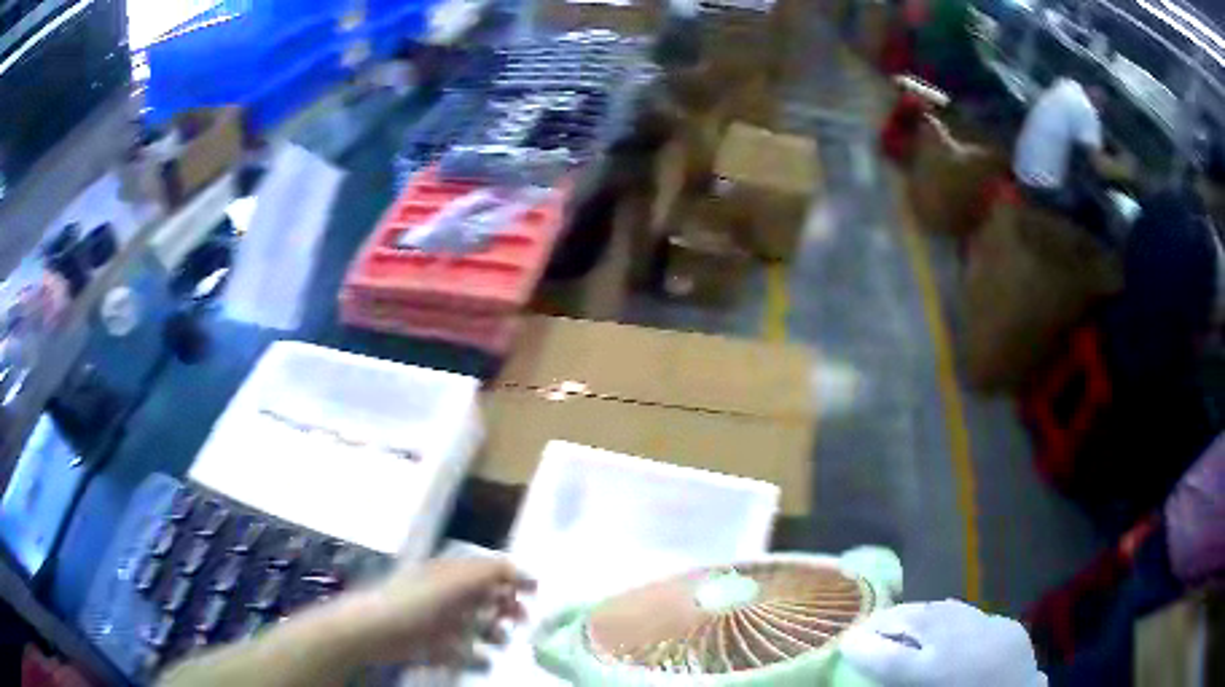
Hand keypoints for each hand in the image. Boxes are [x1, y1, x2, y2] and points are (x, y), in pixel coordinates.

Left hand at [341, 558, 535, 667]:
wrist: (373, 631)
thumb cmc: (414, 602)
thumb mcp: (452, 582)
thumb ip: (485, 573)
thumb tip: (517, 569)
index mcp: (450, 573)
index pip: (488, 569)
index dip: (513, 577)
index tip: (537, 590)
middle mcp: (447, 594)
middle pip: (485, 597)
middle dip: (507, 606)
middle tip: (523, 620)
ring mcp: (440, 620)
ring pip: (476, 624)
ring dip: (494, 631)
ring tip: (502, 641)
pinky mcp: (433, 644)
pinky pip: (462, 648)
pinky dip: (475, 653)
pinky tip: (482, 659)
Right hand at [839, 600, 1046, 686]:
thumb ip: (900, 681)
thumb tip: (873, 665)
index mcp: (940, 673)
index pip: (890, 660)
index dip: (864, 648)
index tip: (845, 642)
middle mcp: (965, 645)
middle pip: (919, 622)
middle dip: (889, 621)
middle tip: (868, 627)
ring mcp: (991, 629)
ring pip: (944, 610)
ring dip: (918, 614)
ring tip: (899, 620)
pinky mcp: (1008, 625)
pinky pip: (969, 613)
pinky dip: (948, 617)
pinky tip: (939, 624)